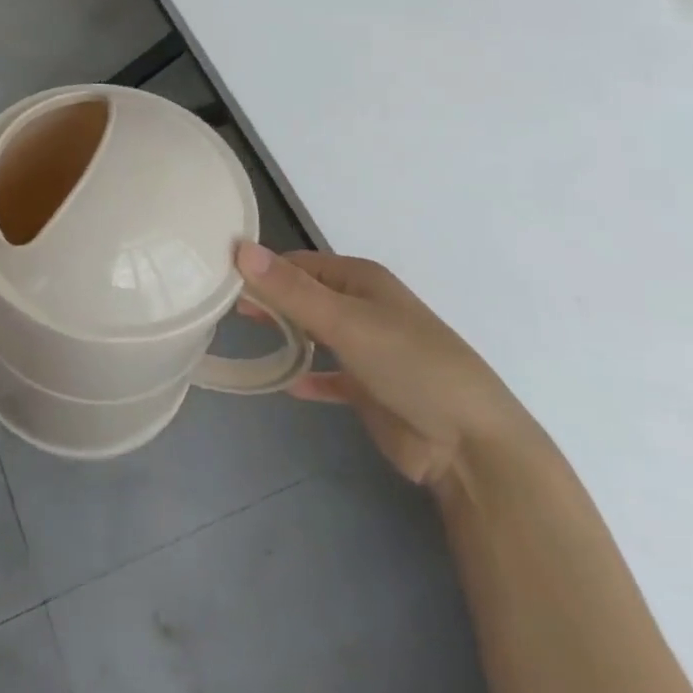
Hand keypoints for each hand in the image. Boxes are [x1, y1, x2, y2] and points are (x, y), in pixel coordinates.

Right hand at [236, 242, 537, 490]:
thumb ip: (291, 289)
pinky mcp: (370, 390)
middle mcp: (363, 307)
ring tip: (245, 337)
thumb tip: (238, 247)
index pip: (299, 264)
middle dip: (271, 300)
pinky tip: (285, 384)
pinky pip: (330, 375)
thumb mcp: (346, 322)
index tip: (221, 281)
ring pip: (316, 333)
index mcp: (360, 280)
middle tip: (226, 311)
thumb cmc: (408, 365)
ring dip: (286, 334)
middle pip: (306, 295)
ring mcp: (368, 349)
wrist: (470, 445)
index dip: (263, 269)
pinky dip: (309, 376)